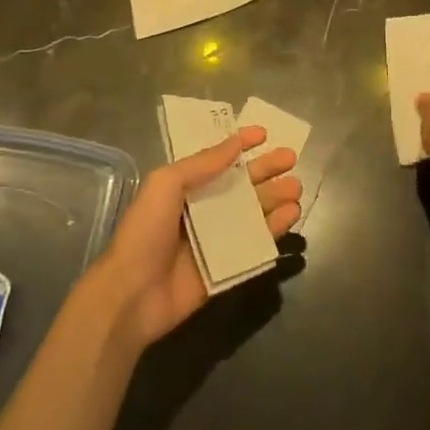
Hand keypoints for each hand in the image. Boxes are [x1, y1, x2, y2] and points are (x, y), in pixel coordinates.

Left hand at [93, 127, 300, 349]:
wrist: (133, 294)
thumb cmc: (145, 231)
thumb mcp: (166, 184)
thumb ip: (201, 163)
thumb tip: (234, 143)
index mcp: (184, 187)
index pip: (217, 160)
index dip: (239, 145)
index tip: (263, 134)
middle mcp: (202, 209)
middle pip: (241, 185)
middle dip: (266, 170)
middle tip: (291, 158)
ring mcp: (216, 239)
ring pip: (252, 213)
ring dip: (274, 198)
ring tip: (296, 188)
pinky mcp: (226, 267)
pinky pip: (255, 245)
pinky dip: (274, 230)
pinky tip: (290, 216)